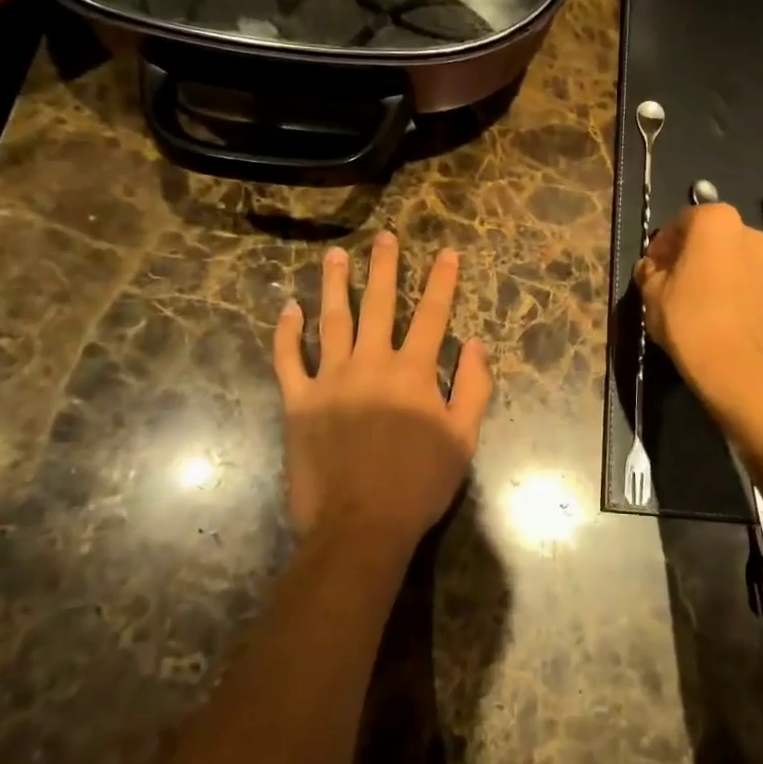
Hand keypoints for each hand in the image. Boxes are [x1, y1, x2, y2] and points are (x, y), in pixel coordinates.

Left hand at [273, 232, 492, 555]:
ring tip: (335, 255)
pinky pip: (289, 359)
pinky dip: (287, 333)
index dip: (441, 282)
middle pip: (378, 304)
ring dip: (334, 284)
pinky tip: (289, 309)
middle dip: (384, 267)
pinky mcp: (298, 401)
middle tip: (384, 237)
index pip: (432, 315)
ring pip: (331, 320)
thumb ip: (472, 388)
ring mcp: (330, 379)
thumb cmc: (418, 484)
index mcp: (413, 372)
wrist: (360, 526)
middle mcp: (371, 363)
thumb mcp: (462, 439)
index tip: (446, 253)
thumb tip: (474, 344)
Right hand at [636, 202, 762, 407]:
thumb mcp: (652, 291)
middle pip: (707, 236)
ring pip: (727, 258)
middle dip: (686, 253)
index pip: (680, 221)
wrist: (734, 366)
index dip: (662, 243)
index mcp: (716, 221)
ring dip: (708, 269)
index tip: (651, 265)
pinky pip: (741, 279)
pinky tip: (709, 311)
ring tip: (687, 297)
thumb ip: (649, 270)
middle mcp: (747, 233)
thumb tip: (650, 267)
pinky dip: (725, 286)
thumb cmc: (687, 317)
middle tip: (666, 278)